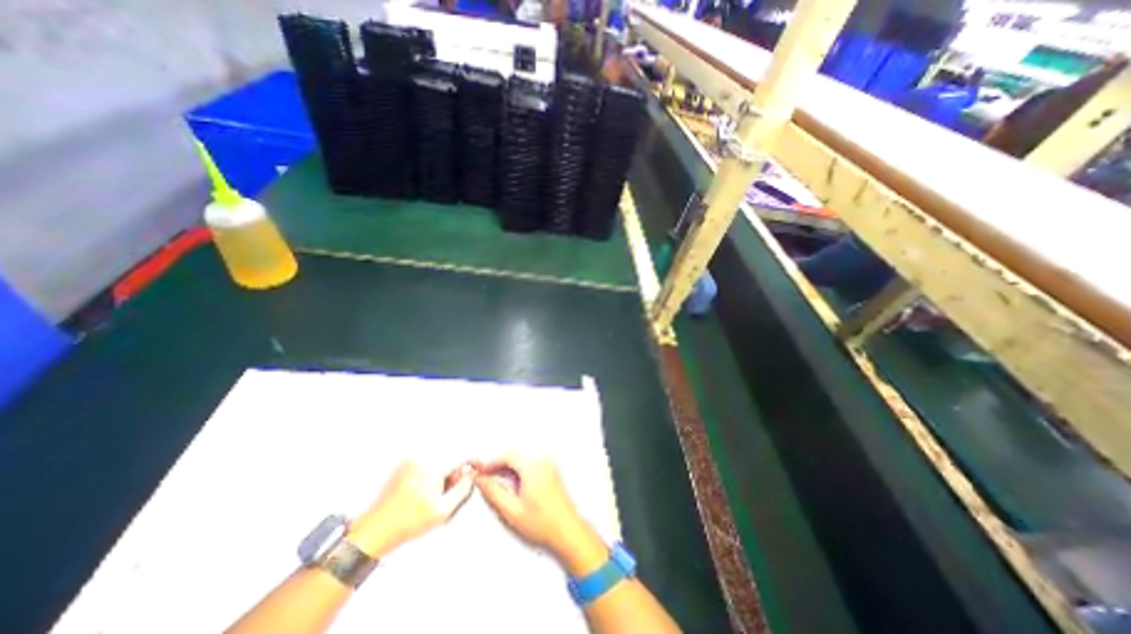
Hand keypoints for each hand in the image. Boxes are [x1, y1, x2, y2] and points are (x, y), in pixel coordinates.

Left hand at [349, 463, 473, 556]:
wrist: (373, 531)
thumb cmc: (408, 522)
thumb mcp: (443, 510)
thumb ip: (463, 488)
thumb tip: (472, 474)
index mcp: (432, 464)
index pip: (461, 453)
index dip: (473, 459)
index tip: (479, 466)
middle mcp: (421, 456)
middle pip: (450, 455)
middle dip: (456, 468)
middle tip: (453, 487)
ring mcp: (410, 460)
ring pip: (438, 458)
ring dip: (444, 470)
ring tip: (437, 493)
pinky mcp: (403, 466)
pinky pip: (426, 462)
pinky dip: (432, 472)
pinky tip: (426, 491)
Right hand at [475, 450, 604, 574]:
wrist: (567, 531)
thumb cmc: (542, 523)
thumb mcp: (511, 510)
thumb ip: (493, 492)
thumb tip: (480, 479)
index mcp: (533, 466)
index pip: (507, 455)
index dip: (491, 462)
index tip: (480, 472)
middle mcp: (542, 460)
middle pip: (515, 454)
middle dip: (499, 463)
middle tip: (486, 477)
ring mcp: (549, 463)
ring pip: (523, 457)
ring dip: (509, 466)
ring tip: (497, 482)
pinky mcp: (552, 469)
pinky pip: (531, 462)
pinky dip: (519, 468)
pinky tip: (513, 483)